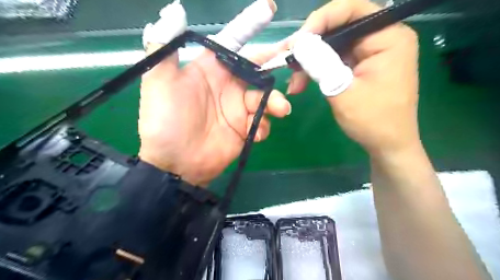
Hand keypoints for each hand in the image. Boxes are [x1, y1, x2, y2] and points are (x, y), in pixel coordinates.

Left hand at [139, 2, 291, 187]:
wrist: (175, 164)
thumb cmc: (166, 122)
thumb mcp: (159, 83)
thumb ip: (165, 48)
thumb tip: (174, 11)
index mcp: (210, 70)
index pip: (233, 42)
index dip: (250, 25)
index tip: (270, 9)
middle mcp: (227, 86)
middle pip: (258, 69)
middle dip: (275, 64)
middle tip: (294, 60)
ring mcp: (238, 109)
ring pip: (265, 98)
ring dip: (275, 102)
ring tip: (279, 109)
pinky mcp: (244, 129)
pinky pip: (261, 122)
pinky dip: (264, 125)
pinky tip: (256, 133)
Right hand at [288, 0, 418, 157]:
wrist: (386, 145)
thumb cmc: (372, 121)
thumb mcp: (342, 91)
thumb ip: (321, 63)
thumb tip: (298, 42)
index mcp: (388, 38)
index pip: (352, 10)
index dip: (321, 20)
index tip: (298, 41)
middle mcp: (382, 38)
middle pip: (339, 27)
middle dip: (310, 45)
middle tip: (288, 61)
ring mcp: (370, 53)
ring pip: (333, 46)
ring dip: (310, 62)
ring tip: (293, 81)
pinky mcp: (361, 66)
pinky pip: (335, 60)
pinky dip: (318, 70)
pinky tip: (302, 83)